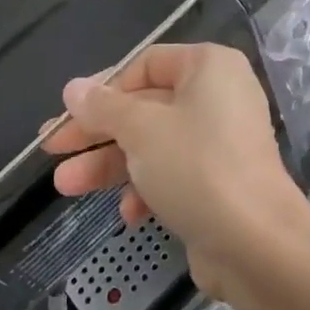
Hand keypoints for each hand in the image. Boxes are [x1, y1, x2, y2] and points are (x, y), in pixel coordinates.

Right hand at [43, 44, 309, 297]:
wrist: (258, 245)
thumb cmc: (196, 167)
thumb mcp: (140, 130)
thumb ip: (103, 107)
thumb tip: (73, 87)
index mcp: (208, 67)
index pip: (145, 64)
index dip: (102, 89)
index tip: (67, 114)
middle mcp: (218, 95)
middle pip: (145, 106)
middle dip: (97, 132)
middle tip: (51, 150)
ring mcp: (221, 141)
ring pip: (153, 143)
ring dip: (110, 164)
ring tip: (64, 186)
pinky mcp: (220, 181)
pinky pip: (173, 173)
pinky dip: (146, 188)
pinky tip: (128, 213)